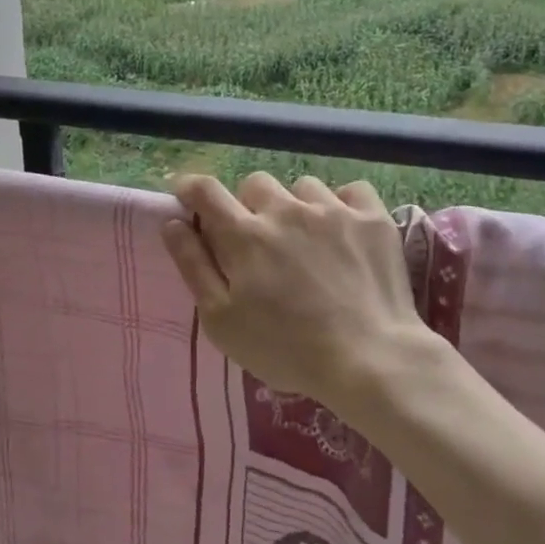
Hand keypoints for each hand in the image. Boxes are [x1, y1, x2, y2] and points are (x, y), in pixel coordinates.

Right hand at [161, 171, 450, 412]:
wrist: (371, 360)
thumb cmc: (286, 349)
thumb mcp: (222, 320)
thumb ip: (193, 266)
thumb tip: (172, 222)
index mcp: (244, 234)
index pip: (205, 190)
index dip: (190, 188)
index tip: (188, 198)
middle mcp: (284, 210)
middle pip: (254, 184)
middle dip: (249, 205)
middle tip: (259, 241)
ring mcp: (332, 210)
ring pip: (302, 186)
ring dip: (296, 206)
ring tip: (307, 240)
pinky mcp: (372, 218)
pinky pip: (350, 191)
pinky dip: (343, 205)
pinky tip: (345, 232)